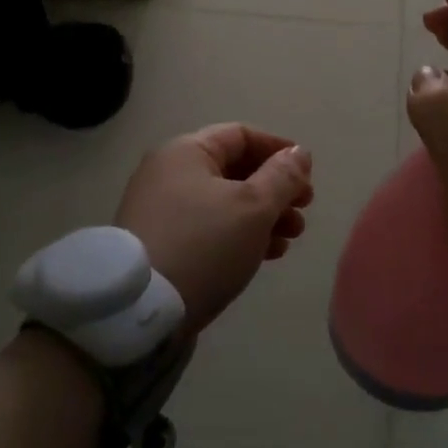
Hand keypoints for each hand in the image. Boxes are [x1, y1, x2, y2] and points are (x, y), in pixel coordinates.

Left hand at [114, 125, 314, 333]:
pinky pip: (210, 227)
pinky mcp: (162, 244)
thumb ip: (282, 177)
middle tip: (304, 210)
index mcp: (186, 152)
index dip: (278, 150)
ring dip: (264, 215)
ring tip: (291, 237)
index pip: (241, 135)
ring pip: (225, 202)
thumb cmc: (203, 245)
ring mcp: (162, 210)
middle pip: (234, 170)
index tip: (307, 173)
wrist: (139, 312)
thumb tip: (299, 153)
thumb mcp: (253, 207)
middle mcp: (169, 173)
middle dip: (275, 189)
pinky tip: (267, 254)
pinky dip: (240, 234)